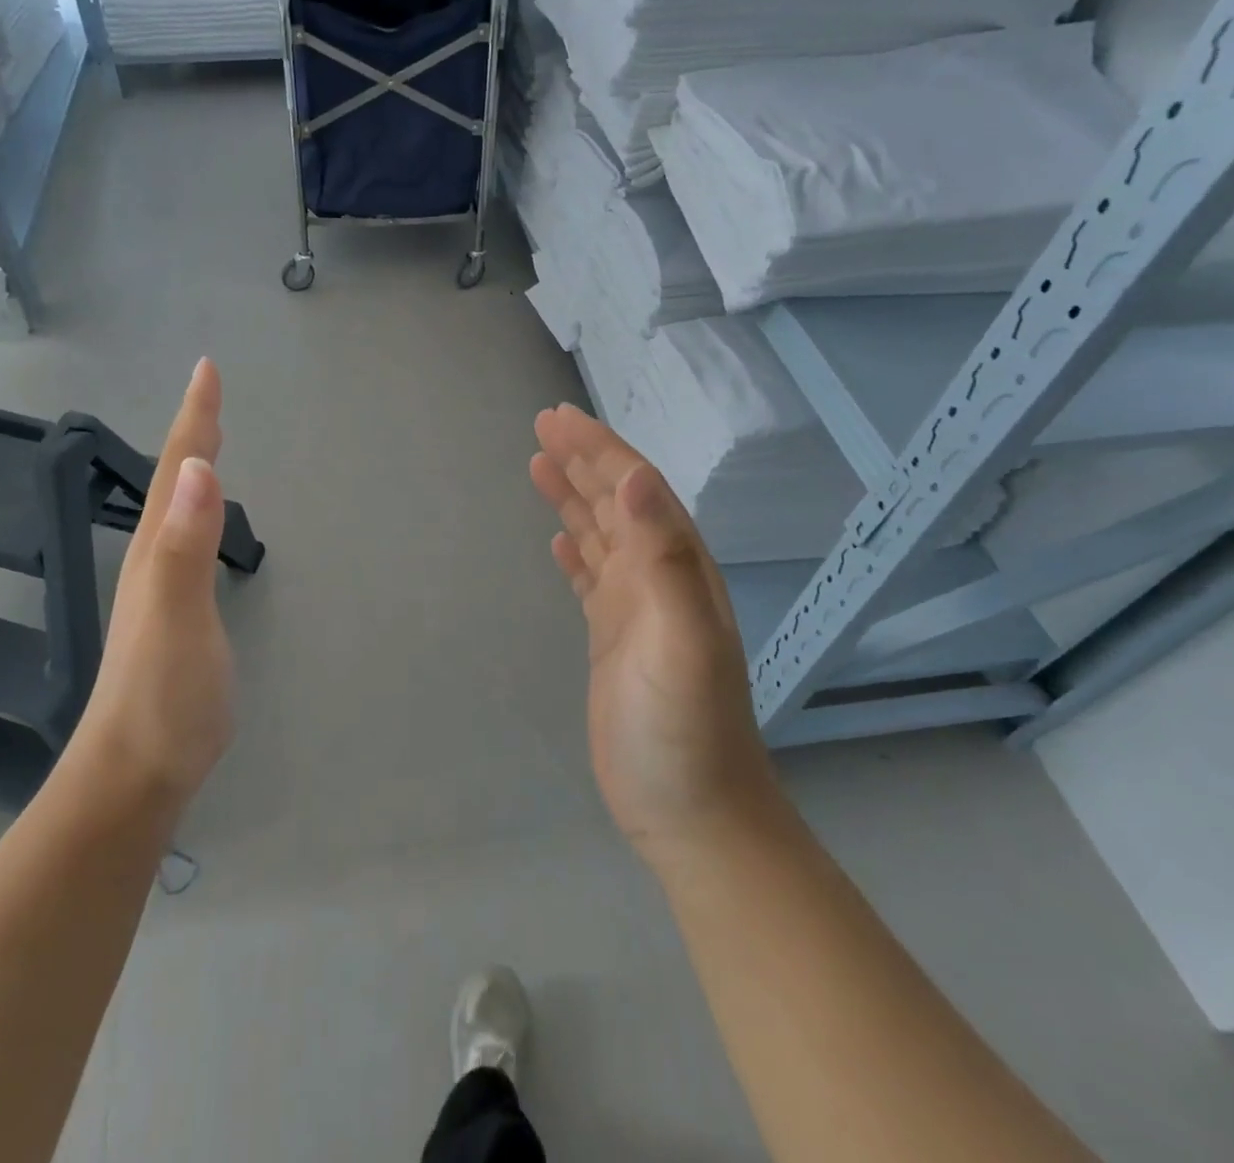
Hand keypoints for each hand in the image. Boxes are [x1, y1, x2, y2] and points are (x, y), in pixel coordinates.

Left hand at [69, 358, 234, 809]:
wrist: (136, 773)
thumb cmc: (162, 696)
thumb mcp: (177, 616)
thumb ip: (185, 544)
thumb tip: (195, 469)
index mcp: (155, 549)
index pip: (176, 469)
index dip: (194, 418)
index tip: (207, 369)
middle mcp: (153, 558)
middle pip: (172, 480)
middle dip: (193, 431)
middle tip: (210, 392)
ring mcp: (162, 587)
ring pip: (176, 509)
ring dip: (191, 467)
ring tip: (208, 440)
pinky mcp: (177, 614)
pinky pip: (188, 540)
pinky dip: (199, 511)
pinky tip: (203, 518)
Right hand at [530, 404, 778, 867]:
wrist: (693, 814)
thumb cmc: (686, 730)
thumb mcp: (683, 641)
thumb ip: (665, 558)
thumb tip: (637, 476)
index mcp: (677, 568)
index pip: (635, 490)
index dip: (598, 450)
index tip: (558, 419)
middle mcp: (658, 579)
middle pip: (616, 503)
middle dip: (582, 461)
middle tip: (542, 426)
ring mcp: (636, 611)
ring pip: (601, 536)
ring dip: (573, 498)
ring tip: (539, 465)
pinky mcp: (613, 640)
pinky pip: (591, 579)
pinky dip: (575, 552)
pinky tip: (559, 541)